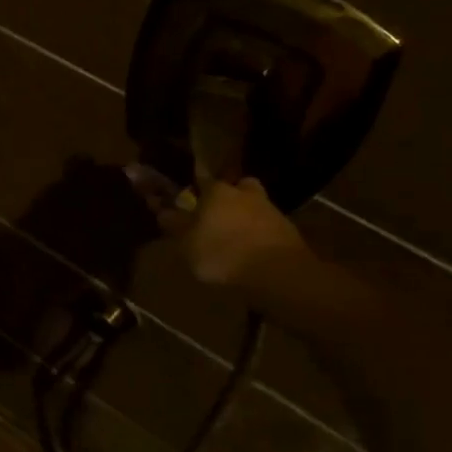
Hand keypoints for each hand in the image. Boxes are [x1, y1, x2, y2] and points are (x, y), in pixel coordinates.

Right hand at [148, 173, 311, 290]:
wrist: (277, 272)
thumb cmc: (222, 253)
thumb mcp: (186, 244)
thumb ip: (174, 225)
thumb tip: (162, 210)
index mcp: (216, 191)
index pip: (202, 180)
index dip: (194, 189)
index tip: (189, 200)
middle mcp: (244, 193)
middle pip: (235, 189)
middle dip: (227, 198)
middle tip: (217, 216)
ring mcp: (270, 209)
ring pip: (253, 206)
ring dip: (245, 217)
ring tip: (235, 239)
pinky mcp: (288, 230)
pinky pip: (267, 226)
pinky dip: (259, 234)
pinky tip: (251, 251)